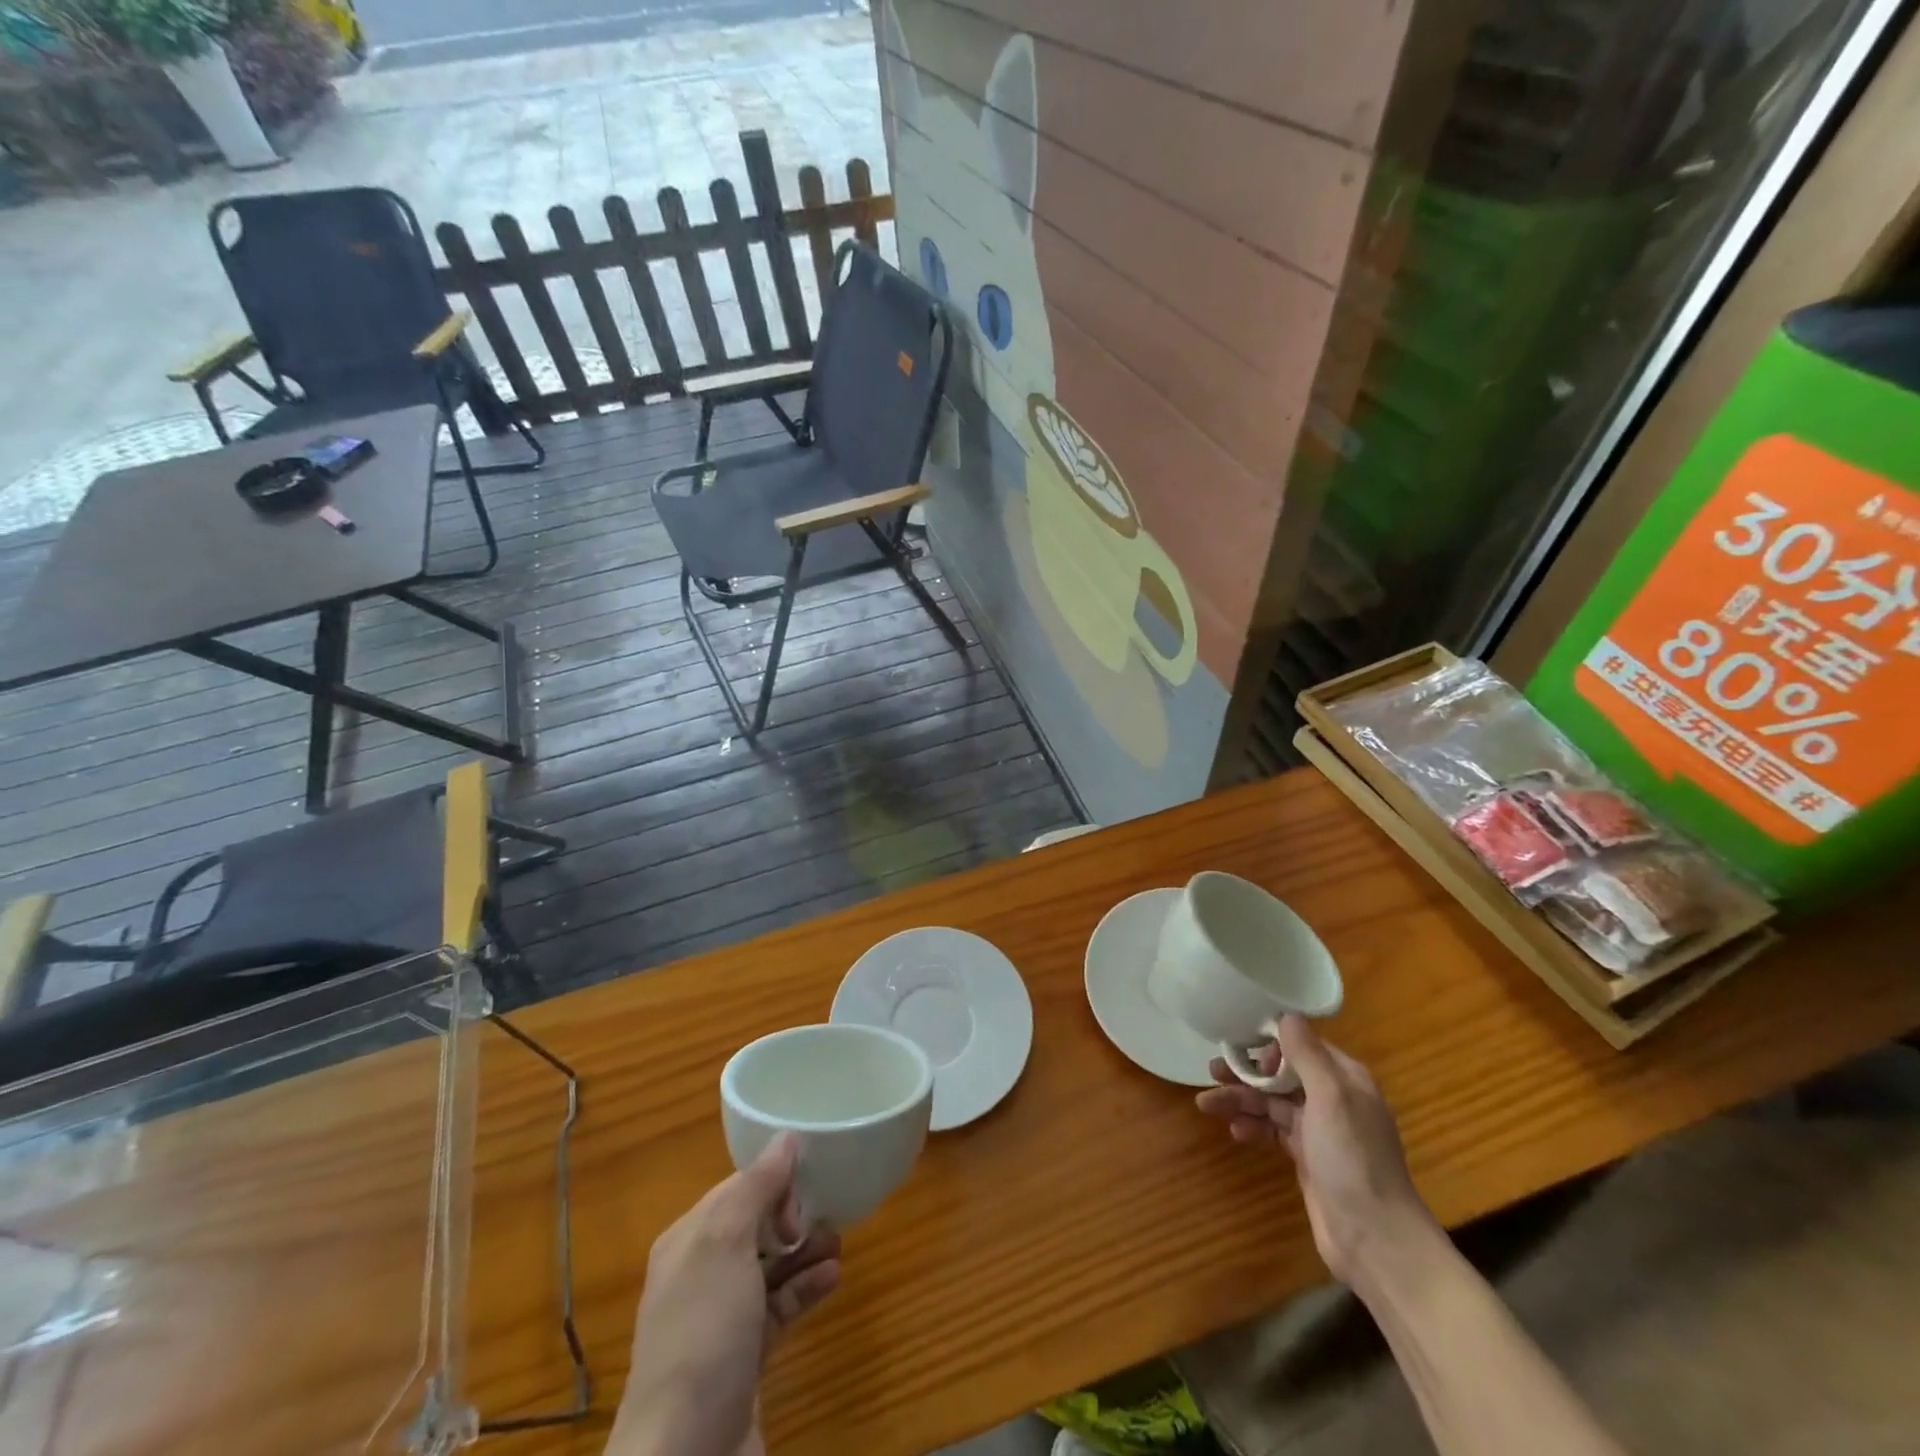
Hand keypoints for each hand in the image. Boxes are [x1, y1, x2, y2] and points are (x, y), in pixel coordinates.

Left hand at [610, 1135, 840, 1455]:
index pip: (735, 1190)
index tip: (805, 1188)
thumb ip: (756, 1186)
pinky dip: (805, 1290)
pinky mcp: (744, 1360)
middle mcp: (700, 1276)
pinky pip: (779, 1308)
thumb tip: (786, 1136)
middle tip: (825, 1216)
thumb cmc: (703, 1333)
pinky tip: (833, 1278)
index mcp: (687, 1242)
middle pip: (755, 1226)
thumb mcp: (725, 1244)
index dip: (772, 1182)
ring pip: (770, 1268)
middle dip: (792, 1215)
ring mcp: (722, 1322)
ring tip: (839, 1242)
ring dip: (805, 1251)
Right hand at [1196, 1015, 1440, 1288]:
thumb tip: (1286, 1015)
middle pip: (1282, 1073)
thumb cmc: (1353, 1159)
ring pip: (1272, 1103)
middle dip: (1247, 1072)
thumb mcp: (1331, 1098)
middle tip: (1212, 1071)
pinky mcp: (1307, 1158)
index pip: (1302, 1045)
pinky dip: (1253, 1127)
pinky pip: (1273, 1131)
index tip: (1245, 1051)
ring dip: (1241, 1100)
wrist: (1374, 1239)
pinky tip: (1234, 1132)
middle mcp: (1333, 1099)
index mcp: (1345, 1079)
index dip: (1270, 1044)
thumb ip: (1307, 1054)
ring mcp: (1320, 1130)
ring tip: (1206, 1105)